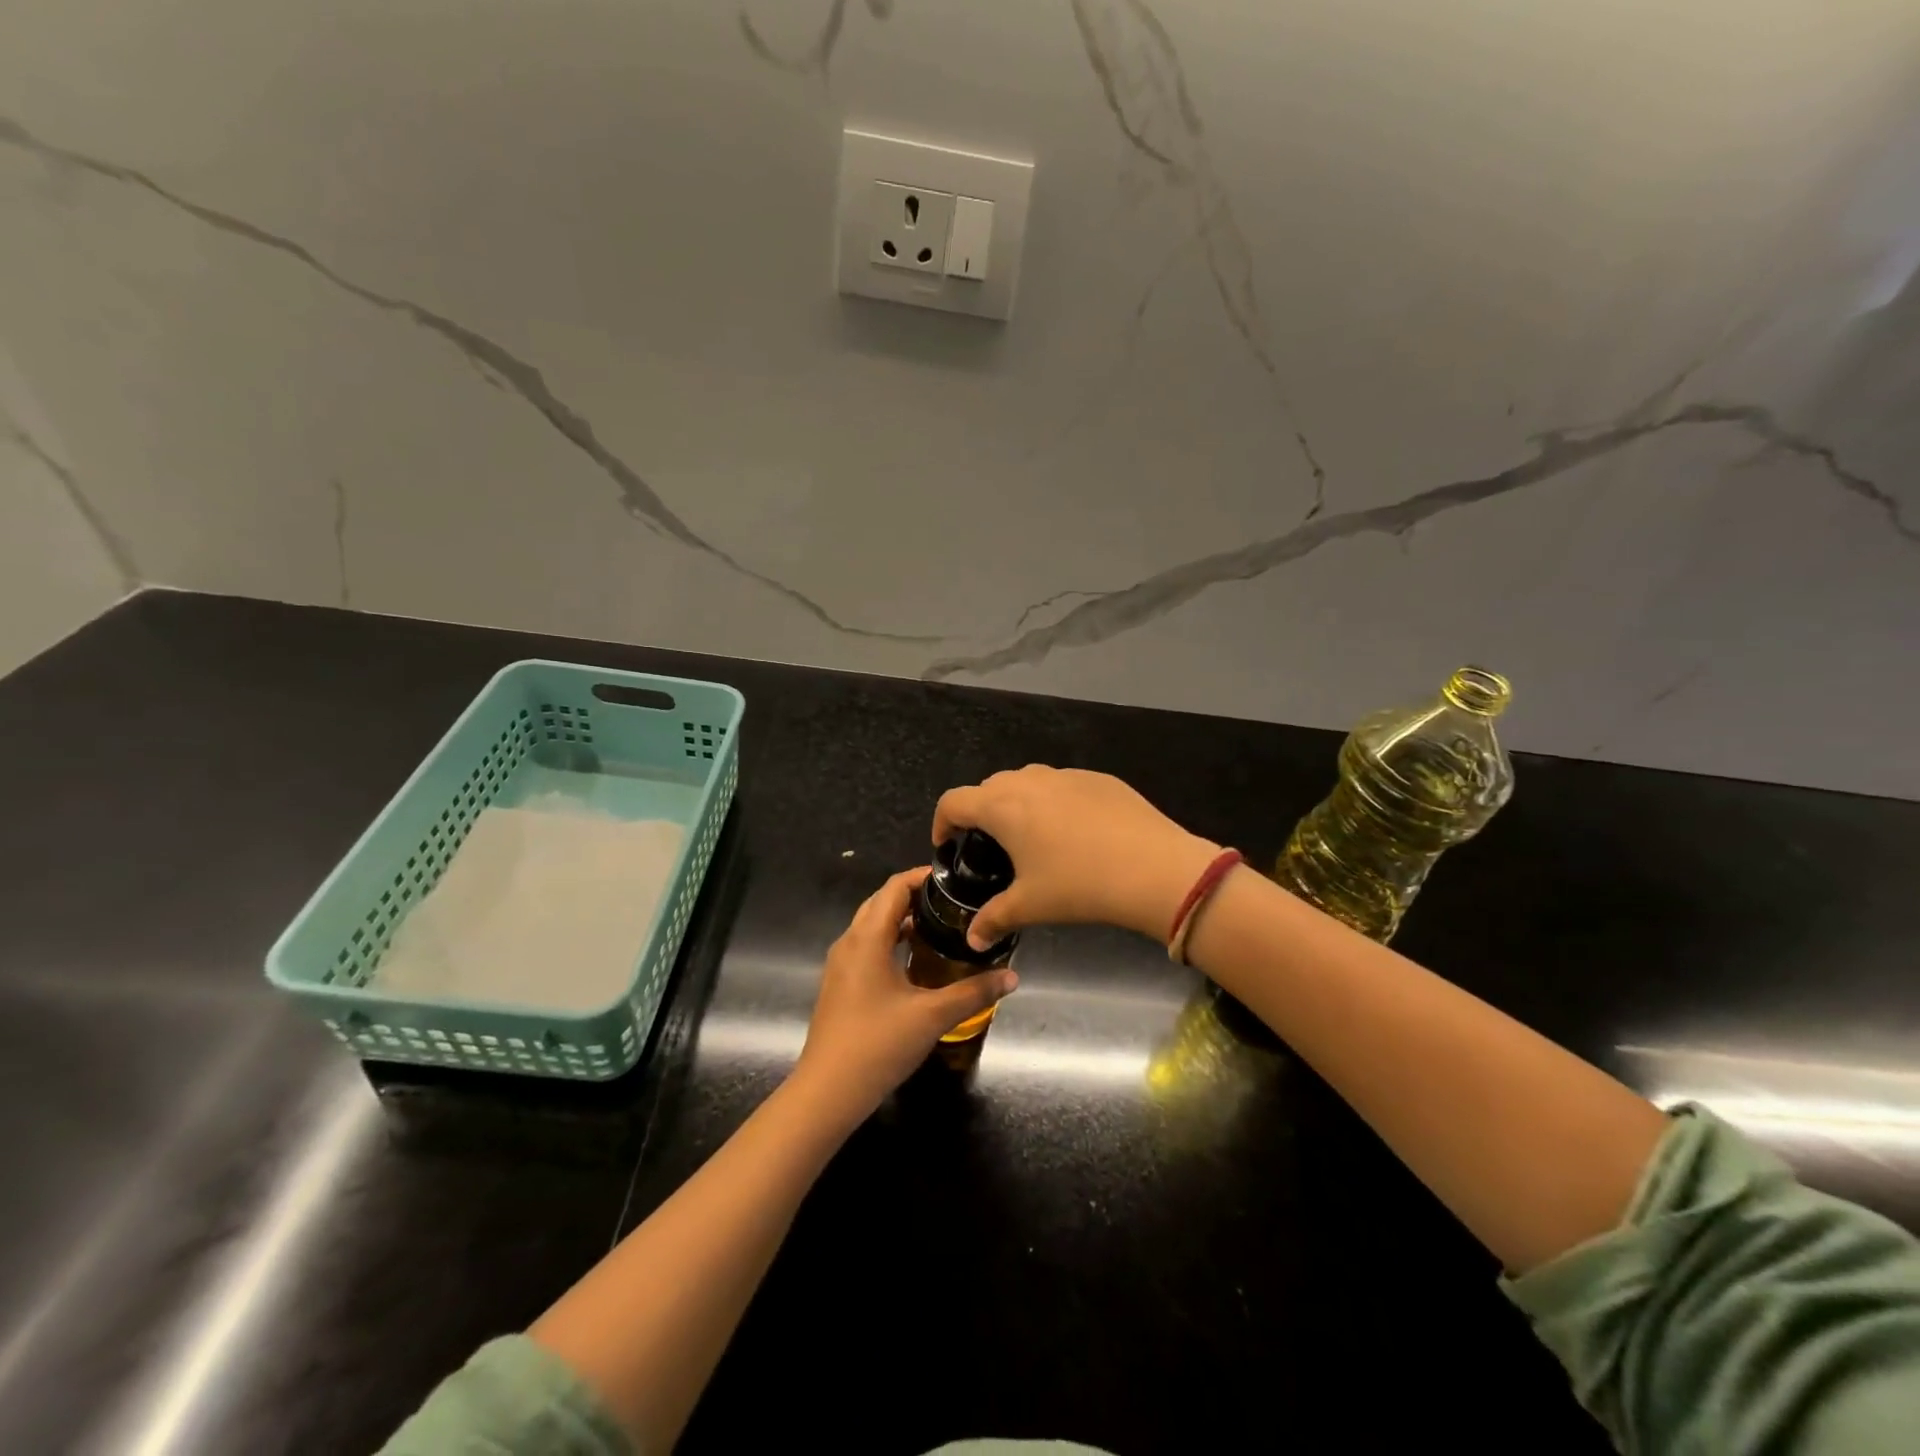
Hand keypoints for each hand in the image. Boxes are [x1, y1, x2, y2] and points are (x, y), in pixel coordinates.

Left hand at [792, 867, 1017, 1119]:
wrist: (827, 1093)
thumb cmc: (877, 1045)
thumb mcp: (932, 1016)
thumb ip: (974, 992)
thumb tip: (1012, 976)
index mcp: (867, 938)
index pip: (893, 888)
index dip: (922, 877)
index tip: (954, 878)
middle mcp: (849, 943)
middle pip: (881, 903)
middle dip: (914, 896)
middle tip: (952, 901)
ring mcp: (841, 966)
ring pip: (872, 926)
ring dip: (901, 919)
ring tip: (940, 925)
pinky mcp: (840, 986)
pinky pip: (867, 948)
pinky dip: (891, 941)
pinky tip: (916, 960)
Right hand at [933, 766, 1219, 946]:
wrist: (1153, 868)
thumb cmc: (1079, 886)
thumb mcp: (1030, 906)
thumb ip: (994, 919)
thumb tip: (973, 941)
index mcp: (1002, 806)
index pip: (953, 801)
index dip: (942, 822)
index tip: (947, 844)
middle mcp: (1028, 780)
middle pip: (989, 787)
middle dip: (981, 813)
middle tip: (990, 847)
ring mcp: (1066, 774)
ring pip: (1027, 781)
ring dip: (1018, 803)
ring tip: (1031, 838)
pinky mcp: (1099, 778)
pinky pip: (1063, 785)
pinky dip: (1055, 802)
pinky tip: (1076, 833)